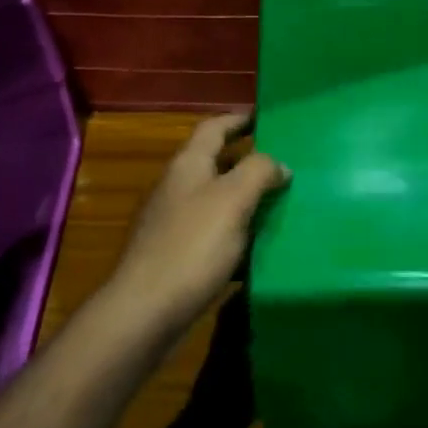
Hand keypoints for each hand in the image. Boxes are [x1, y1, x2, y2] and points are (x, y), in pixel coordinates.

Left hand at [107, 114, 288, 339]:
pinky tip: (255, 245)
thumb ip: (259, 172)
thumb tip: (279, 164)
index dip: (239, 119)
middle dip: (246, 159)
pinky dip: (234, 230)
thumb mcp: (233, 199)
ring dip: (243, 197)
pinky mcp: (174, 254)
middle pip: (214, 161)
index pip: (214, 127)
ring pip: (214, 198)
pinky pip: (211, 231)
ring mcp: (171, 221)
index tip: (265, 117)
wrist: (145, 310)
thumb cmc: (192, 246)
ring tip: (278, 203)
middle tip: (283, 163)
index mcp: (188, 164)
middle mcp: (176, 186)